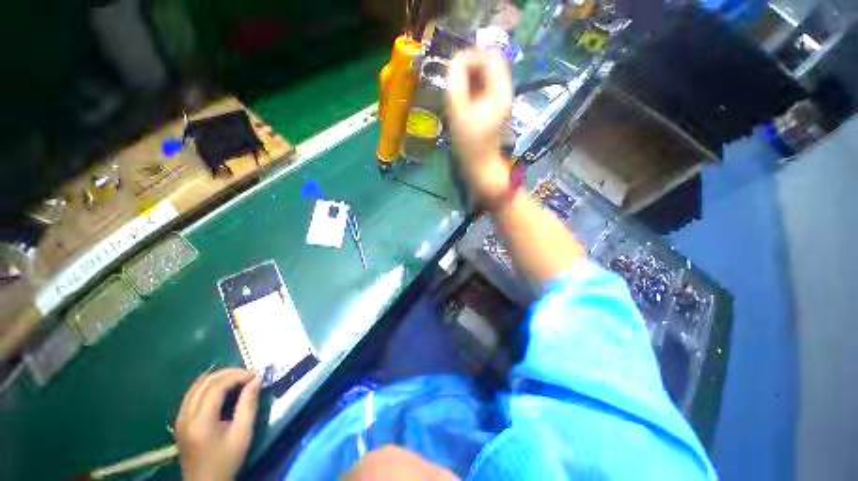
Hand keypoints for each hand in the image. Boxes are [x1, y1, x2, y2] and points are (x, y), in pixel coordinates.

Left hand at [176, 368, 261, 480]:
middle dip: (228, 373)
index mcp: (200, 420)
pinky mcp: (180, 419)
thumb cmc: (226, 459)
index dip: (237, 375)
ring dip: (218, 378)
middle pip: (204, 381)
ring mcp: (180, 417)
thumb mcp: (242, 433)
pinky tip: (223, 390)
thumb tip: (257, 379)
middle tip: (248, 375)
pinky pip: (193, 393)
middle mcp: (185, 414)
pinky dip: (209, 385)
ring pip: (197, 385)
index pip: (216, 386)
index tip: (255, 375)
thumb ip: (248, 404)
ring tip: (238, 380)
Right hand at [446, 48, 513, 205]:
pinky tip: (462, 99)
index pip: (490, 56)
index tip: (453, 71)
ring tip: (456, 91)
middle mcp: (504, 91)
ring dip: (470, 77)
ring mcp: (500, 100)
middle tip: (453, 81)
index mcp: (500, 91)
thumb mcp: (458, 110)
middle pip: (490, 63)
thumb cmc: (469, 143)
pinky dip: (472, 87)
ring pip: (486, 75)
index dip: (471, 56)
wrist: (480, 166)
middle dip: (470, 66)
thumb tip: (455, 60)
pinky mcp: (494, 108)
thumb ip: (456, 81)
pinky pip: (484, 88)